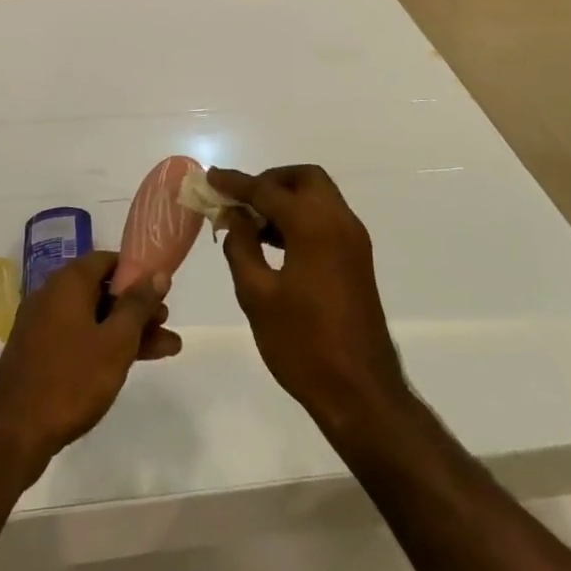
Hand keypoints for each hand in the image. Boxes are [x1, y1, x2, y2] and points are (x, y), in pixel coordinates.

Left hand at [0, 250, 180, 476]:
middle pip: (103, 291)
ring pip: (93, 318)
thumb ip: (138, 305)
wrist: (11, 434)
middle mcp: (52, 294)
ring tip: (165, 350)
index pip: (109, 260)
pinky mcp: (38, 352)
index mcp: (69, 282)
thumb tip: (158, 273)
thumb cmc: (71, 379)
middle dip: (137, 308)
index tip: (161, 290)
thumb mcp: (116, 341)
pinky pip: (79, 337)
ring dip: (127, 331)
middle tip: (166, 324)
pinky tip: (128, 364)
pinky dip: (104, 345)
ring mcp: (42, 325)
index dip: (138, 272)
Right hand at [209, 166, 407, 435]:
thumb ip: (241, 246)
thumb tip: (235, 216)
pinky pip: (326, 218)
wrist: (360, 392)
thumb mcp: (257, 295)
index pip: (268, 189)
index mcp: (315, 226)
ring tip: (250, 223)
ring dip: (285, 199)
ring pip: (318, 197)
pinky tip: (274, 242)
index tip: (210, 178)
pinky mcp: (356, 259)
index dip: (236, 183)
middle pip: (304, 179)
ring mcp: (353, 240)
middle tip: (240, 200)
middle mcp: (339, 222)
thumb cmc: (303, 344)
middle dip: (269, 182)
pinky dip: (300, 216)